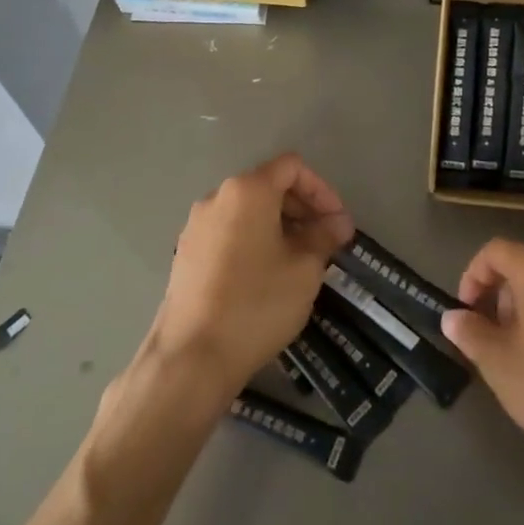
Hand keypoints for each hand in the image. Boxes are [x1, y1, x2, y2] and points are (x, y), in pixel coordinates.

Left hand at [144, 154, 353, 396]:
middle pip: (268, 185)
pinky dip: (255, 241)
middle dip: (303, 208)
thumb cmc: (256, 304)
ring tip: (300, 261)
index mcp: (246, 191)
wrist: (192, 357)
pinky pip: (229, 232)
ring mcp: (196, 227)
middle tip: (326, 242)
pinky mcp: (186, 254)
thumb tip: (338, 222)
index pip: (291, 167)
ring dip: (280, 226)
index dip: (322, 189)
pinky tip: (268, 276)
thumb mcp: (304, 268)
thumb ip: (325, 236)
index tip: (337, 223)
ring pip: (248, 211)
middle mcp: (216, 198)